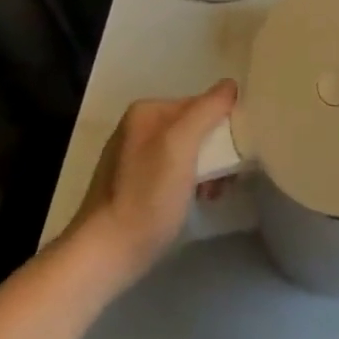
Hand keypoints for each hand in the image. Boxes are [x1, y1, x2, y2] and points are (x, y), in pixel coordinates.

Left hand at [67, 79, 237, 286]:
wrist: (105, 254)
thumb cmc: (147, 196)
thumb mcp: (181, 145)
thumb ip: (207, 110)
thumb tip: (231, 85)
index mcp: (146, 111)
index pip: (199, 104)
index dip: (221, 126)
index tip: (233, 157)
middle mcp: (137, 127)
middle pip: (192, 128)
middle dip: (214, 152)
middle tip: (225, 180)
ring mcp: (131, 157)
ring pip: (184, 152)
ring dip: (205, 170)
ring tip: (211, 195)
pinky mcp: (132, 185)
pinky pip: (171, 172)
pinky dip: (188, 184)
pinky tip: (194, 202)